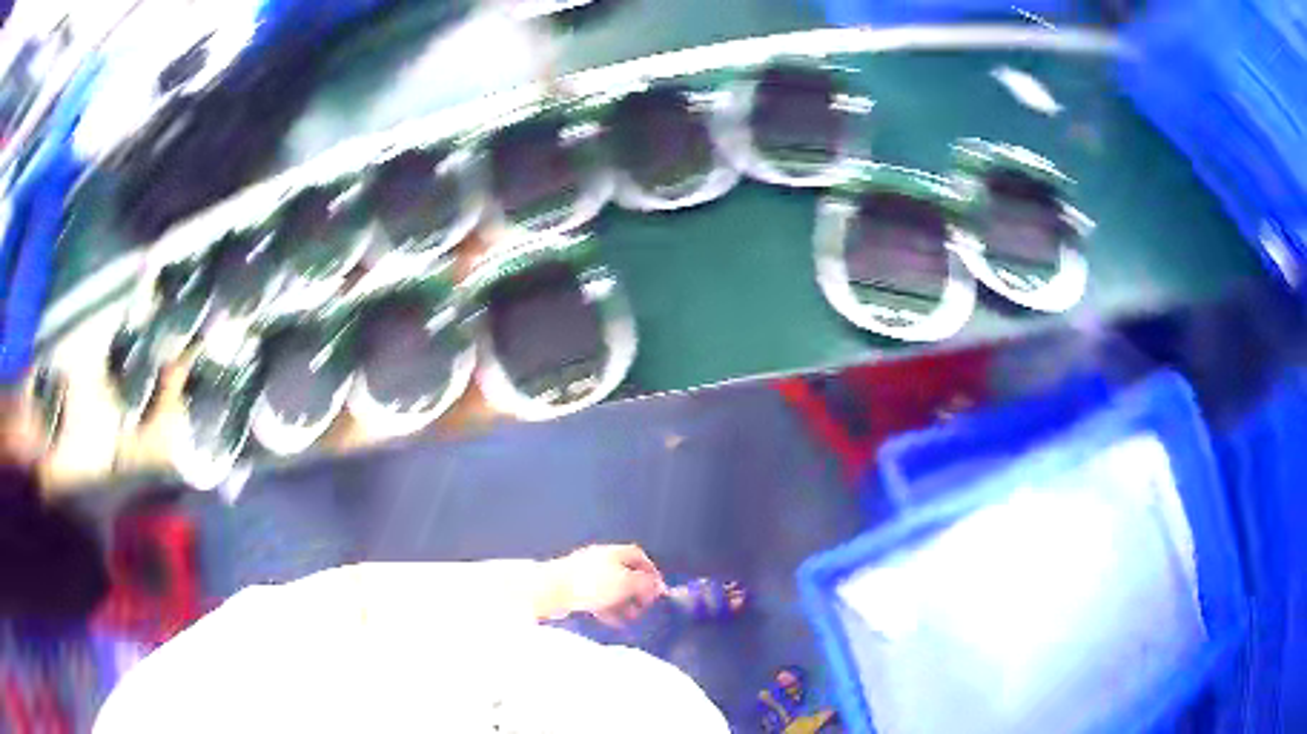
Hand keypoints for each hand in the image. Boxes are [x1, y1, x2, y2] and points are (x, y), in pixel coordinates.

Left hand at [538, 544, 666, 625]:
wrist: (551, 590)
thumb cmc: (591, 583)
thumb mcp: (626, 583)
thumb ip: (644, 584)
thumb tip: (655, 586)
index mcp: (613, 552)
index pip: (638, 556)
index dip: (651, 572)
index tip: (659, 590)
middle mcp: (599, 560)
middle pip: (625, 573)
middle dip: (637, 591)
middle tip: (645, 607)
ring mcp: (585, 575)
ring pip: (611, 589)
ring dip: (624, 604)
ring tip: (632, 619)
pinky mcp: (574, 590)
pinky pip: (597, 599)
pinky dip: (609, 610)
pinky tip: (614, 622)